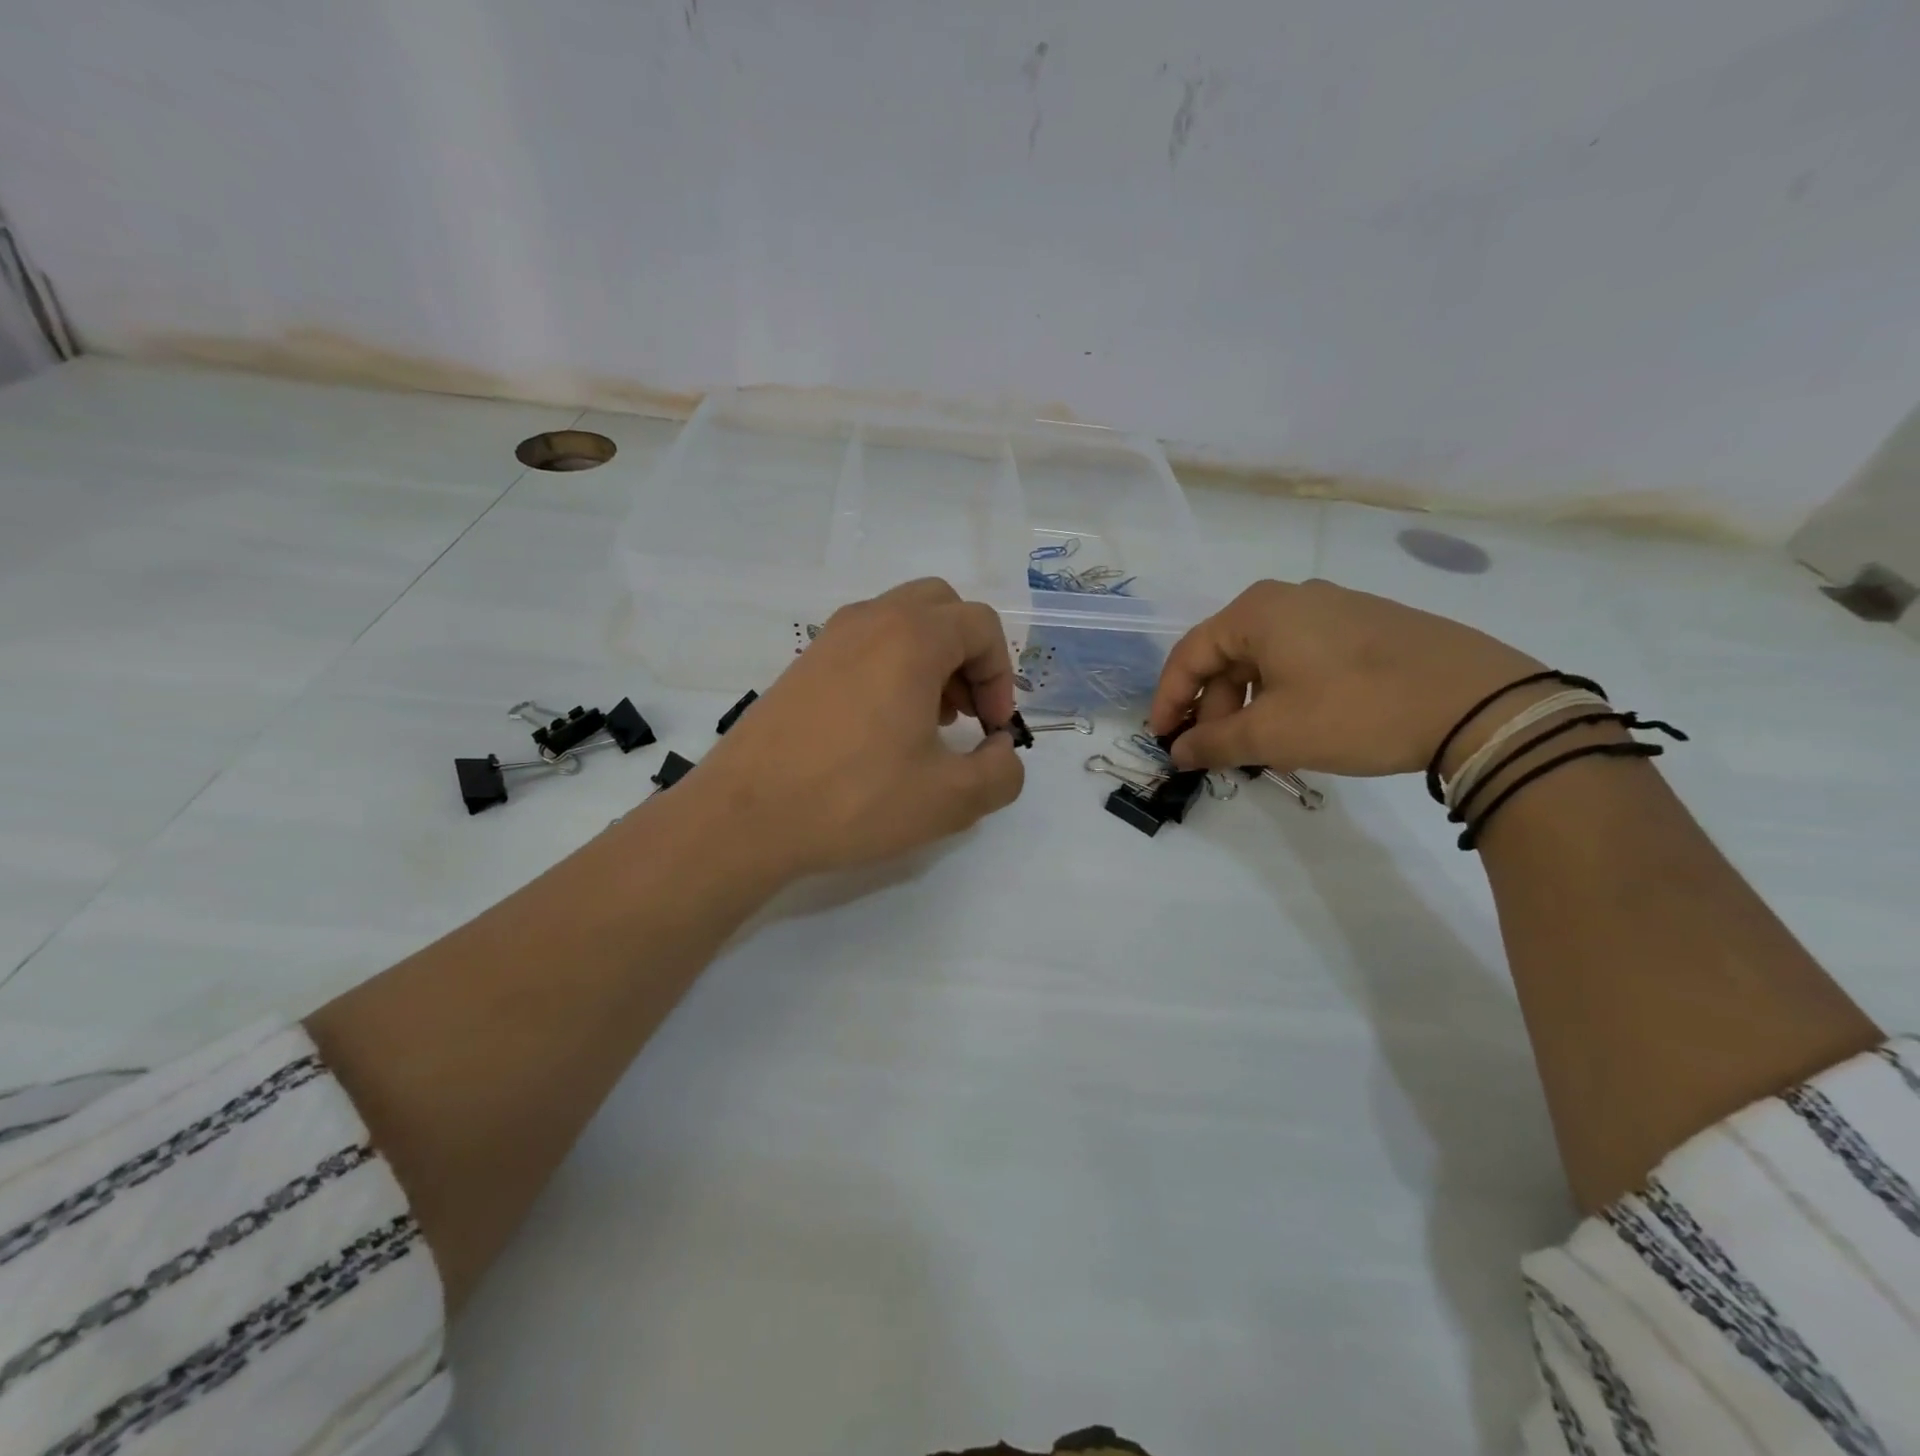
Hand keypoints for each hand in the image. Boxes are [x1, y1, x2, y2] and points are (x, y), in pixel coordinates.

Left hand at [695, 578, 1025, 879]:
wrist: (745, 816)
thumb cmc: (855, 799)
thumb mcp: (950, 800)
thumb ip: (1001, 773)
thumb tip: (1001, 751)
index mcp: (912, 638)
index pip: (981, 625)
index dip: (1001, 676)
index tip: (990, 729)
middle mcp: (870, 620)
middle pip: (942, 608)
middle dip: (968, 655)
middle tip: (965, 713)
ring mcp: (830, 638)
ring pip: (901, 622)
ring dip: (931, 660)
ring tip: (927, 723)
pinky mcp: (803, 664)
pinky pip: (865, 643)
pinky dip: (891, 668)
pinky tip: (882, 728)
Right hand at [1147, 579, 1543, 776]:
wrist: (1480, 703)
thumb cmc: (1356, 710)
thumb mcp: (1274, 734)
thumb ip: (1214, 743)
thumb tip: (1179, 752)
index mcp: (1258, 611)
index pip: (1190, 654)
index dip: (1169, 700)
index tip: (1163, 740)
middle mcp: (1292, 598)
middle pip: (1229, 655)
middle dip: (1213, 707)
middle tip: (1217, 752)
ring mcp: (1335, 608)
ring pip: (1267, 658)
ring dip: (1249, 704)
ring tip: (1259, 747)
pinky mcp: (1369, 625)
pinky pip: (1304, 657)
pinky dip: (1285, 693)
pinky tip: (1300, 726)